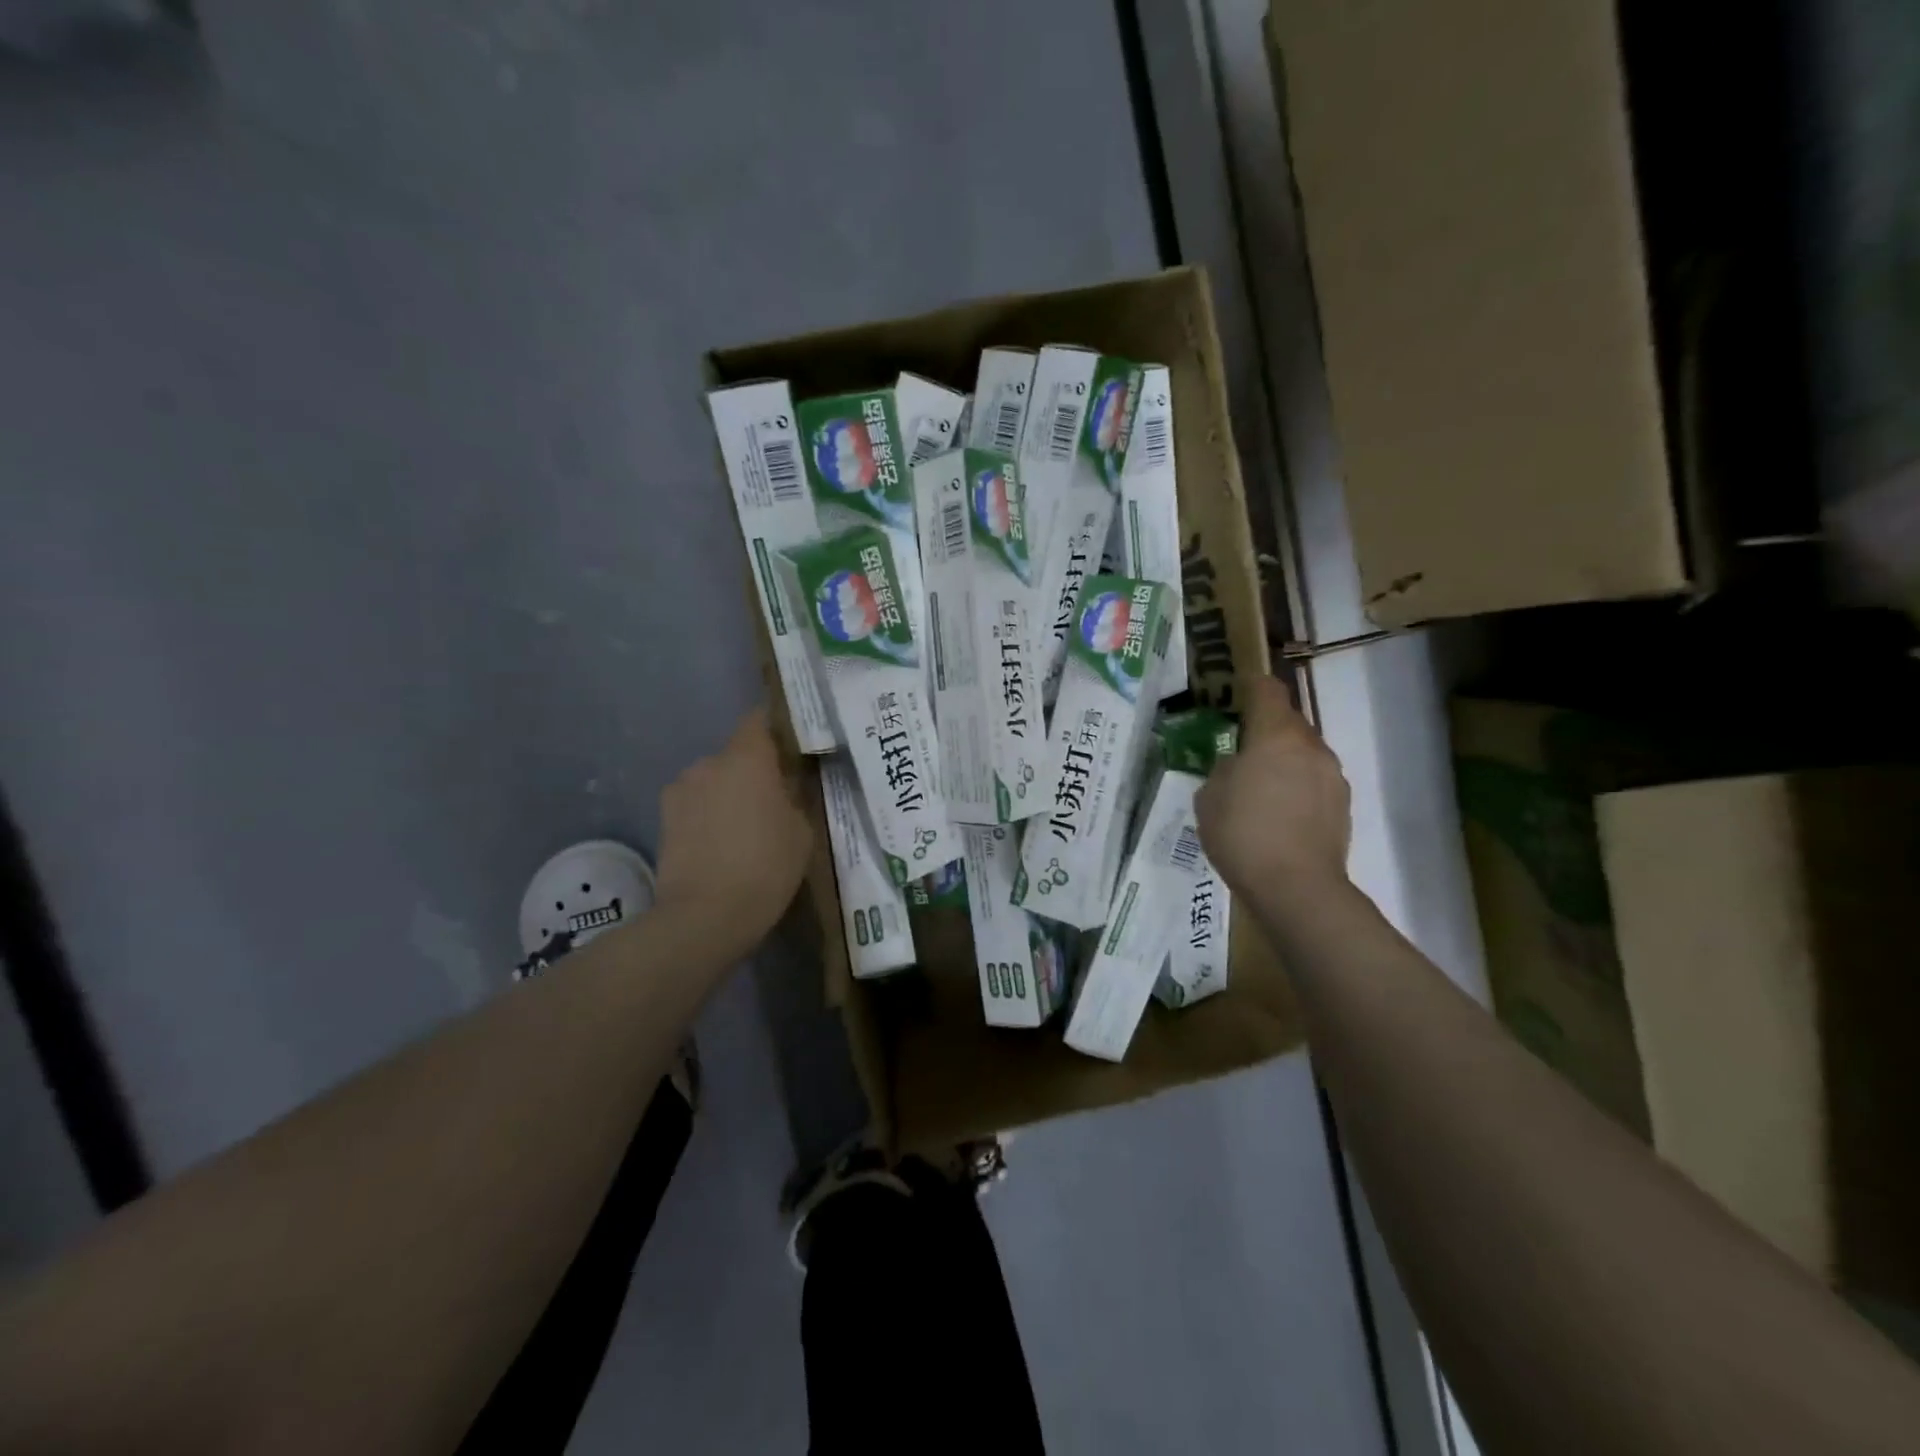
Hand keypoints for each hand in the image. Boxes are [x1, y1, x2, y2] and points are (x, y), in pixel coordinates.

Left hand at [654, 708, 812, 948]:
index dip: (775, 728)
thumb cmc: (766, 866)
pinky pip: (695, 804)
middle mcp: (708, 763)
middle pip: (736, 754)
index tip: (791, 746)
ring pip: (713, 780)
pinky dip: (709, 815)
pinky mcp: (664, 818)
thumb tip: (787, 784)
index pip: (759, 719)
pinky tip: (721, 844)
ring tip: (744, 828)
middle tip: (774, 798)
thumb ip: (795, 796)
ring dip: (728, 793)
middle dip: (754, 770)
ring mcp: (680, 790)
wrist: (705, 916)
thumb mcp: (802, 830)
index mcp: (747, 758)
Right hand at [1196, 675, 1352, 924]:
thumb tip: (1238, 767)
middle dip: (1267, 729)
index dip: (1253, 685)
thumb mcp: (1210, 798)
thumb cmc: (1243, 834)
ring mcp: (1332, 776)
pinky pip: (1314, 781)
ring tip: (1259, 787)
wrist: (1297, 888)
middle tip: (1241, 748)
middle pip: (1289, 722)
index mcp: (1276, 736)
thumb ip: (1223, 771)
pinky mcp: (1342, 806)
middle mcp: (1310, 747)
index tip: (1238, 689)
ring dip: (1284, 760)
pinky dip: (1297, 787)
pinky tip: (1279, 813)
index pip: (1268, 692)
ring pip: (1304, 753)